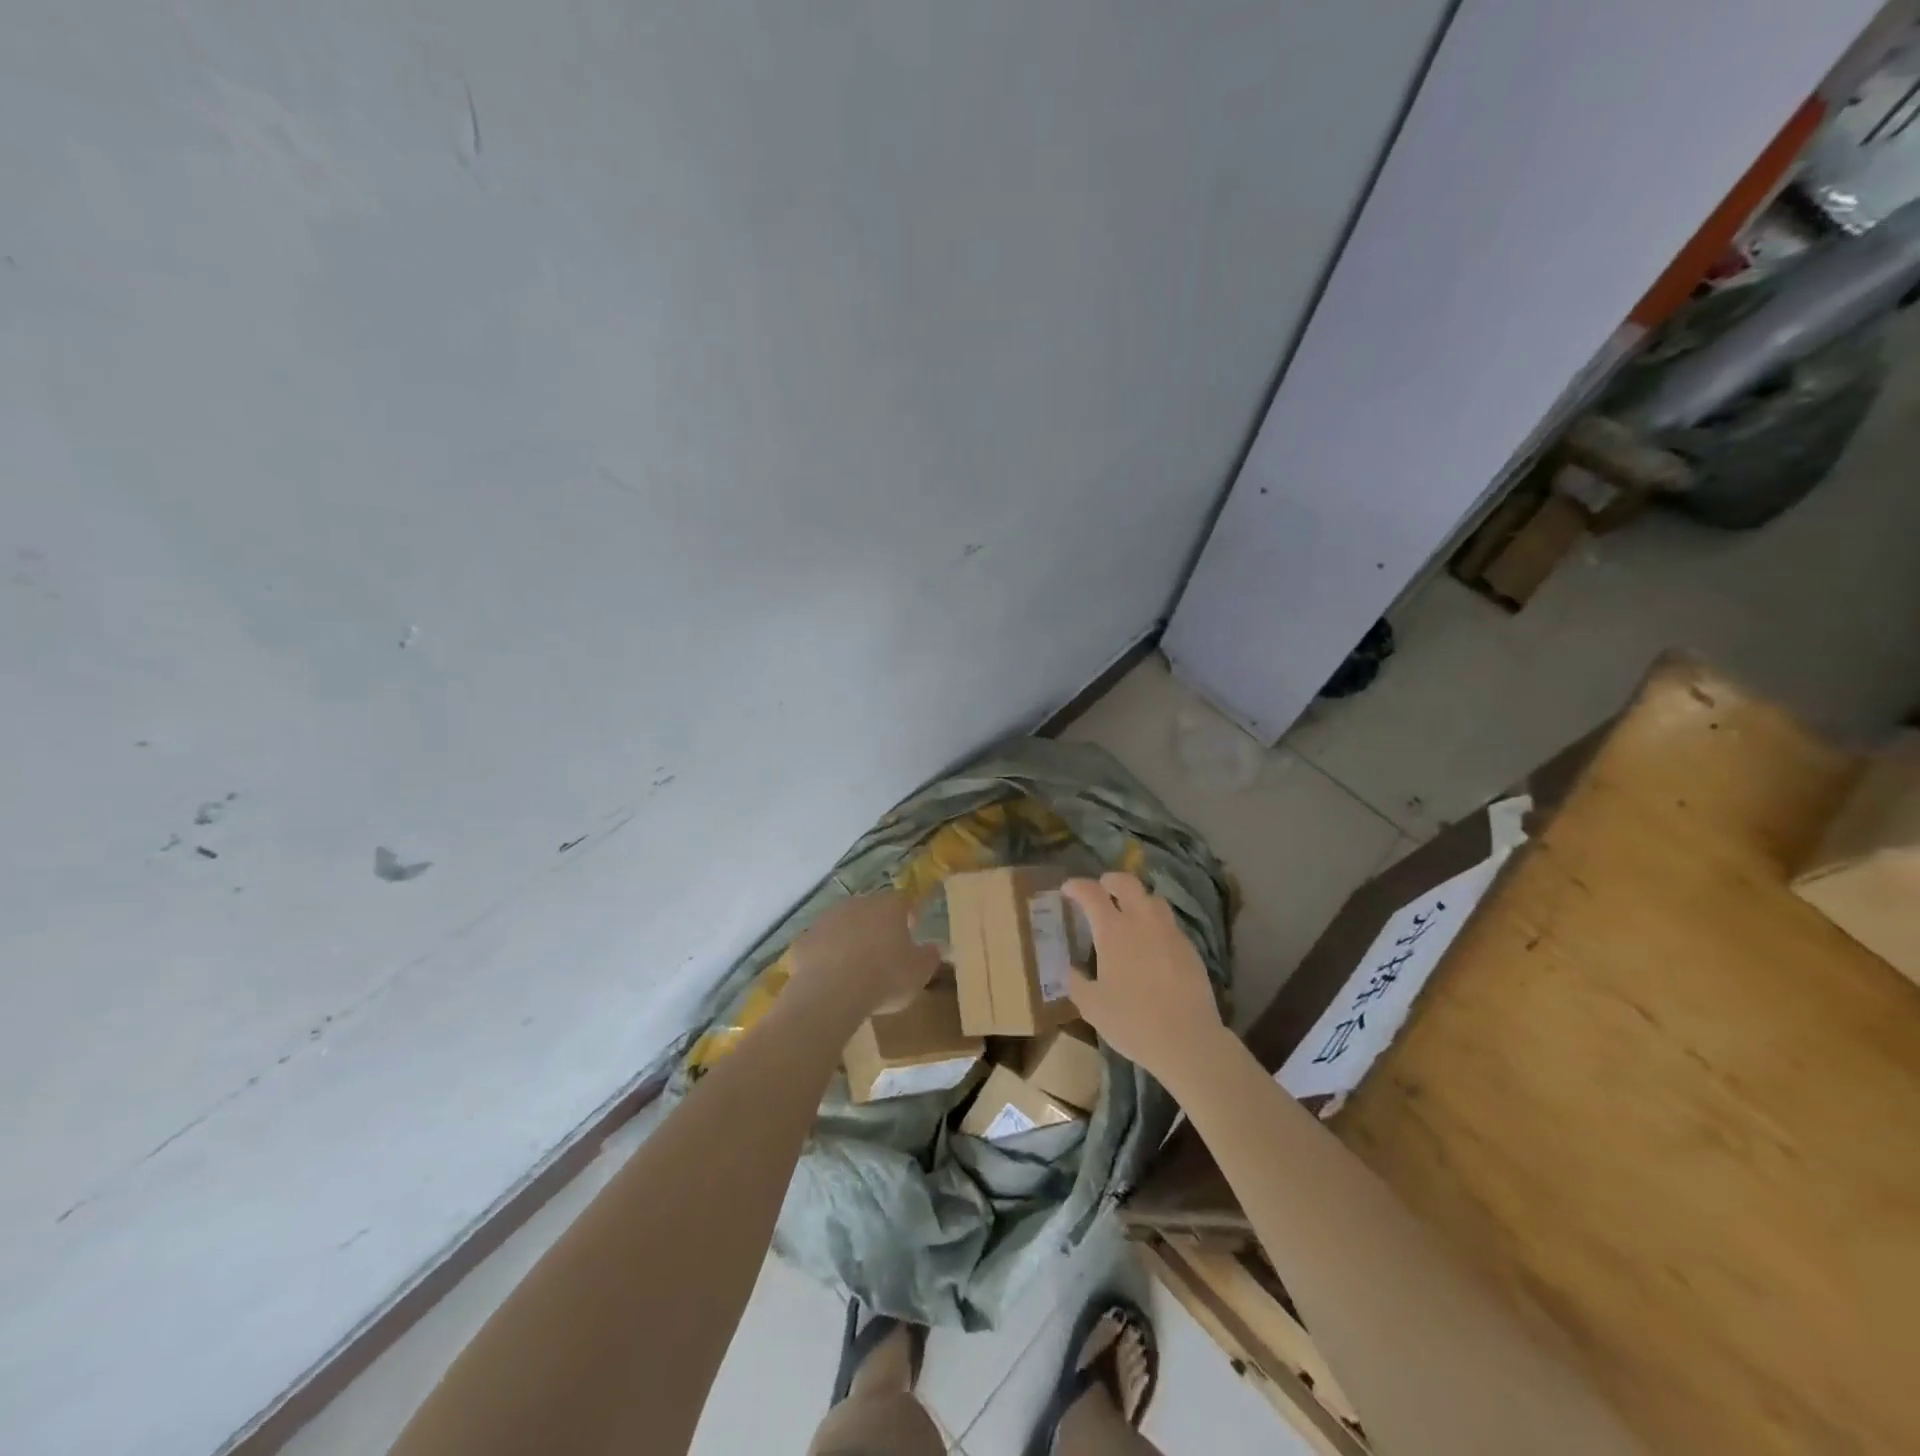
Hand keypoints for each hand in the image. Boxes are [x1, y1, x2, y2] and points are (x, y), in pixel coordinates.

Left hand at [788, 889, 940, 1016]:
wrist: (831, 993)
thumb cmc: (885, 978)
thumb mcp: (919, 973)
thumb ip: (930, 956)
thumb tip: (938, 947)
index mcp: (888, 907)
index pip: (903, 902)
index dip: (908, 915)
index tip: (912, 931)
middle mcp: (857, 904)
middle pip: (871, 910)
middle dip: (877, 926)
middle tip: (884, 951)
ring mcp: (826, 920)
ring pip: (843, 925)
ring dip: (850, 939)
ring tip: (856, 967)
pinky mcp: (804, 940)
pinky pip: (820, 945)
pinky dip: (826, 956)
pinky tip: (831, 978)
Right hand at [1063, 873, 1225, 1080]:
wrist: (1188, 1040)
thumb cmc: (1132, 1022)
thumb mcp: (1092, 1007)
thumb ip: (1077, 982)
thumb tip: (1072, 969)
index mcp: (1113, 931)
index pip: (1091, 893)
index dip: (1077, 886)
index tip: (1067, 889)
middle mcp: (1142, 921)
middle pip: (1128, 882)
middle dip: (1111, 880)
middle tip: (1101, 889)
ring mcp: (1170, 933)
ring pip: (1153, 899)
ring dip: (1137, 899)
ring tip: (1129, 914)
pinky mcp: (1189, 948)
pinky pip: (1169, 924)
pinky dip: (1155, 924)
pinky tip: (1152, 944)